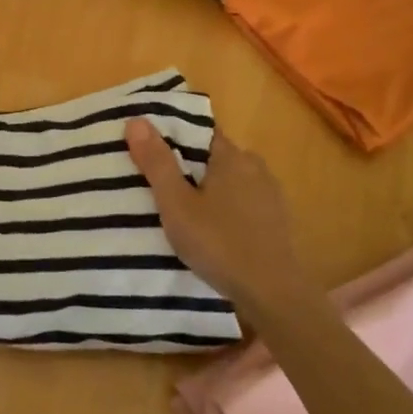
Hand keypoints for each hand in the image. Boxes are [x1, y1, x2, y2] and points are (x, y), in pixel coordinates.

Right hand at [125, 118, 306, 318]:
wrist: (273, 293)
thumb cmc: (219, 243)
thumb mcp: (176, 204)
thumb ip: (157, 163)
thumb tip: (136, 120)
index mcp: (232, 156)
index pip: (199, 133)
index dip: (173, 137)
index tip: (149, 151)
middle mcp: (255, 166)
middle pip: (213, 157)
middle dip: (187, 167)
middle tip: (157, 185)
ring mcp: (270, 194)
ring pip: (229, 181)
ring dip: (207, 190)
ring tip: (179, 209)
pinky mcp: (276, 220)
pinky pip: (242, 203)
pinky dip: (224, 208)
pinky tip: (210, 229)